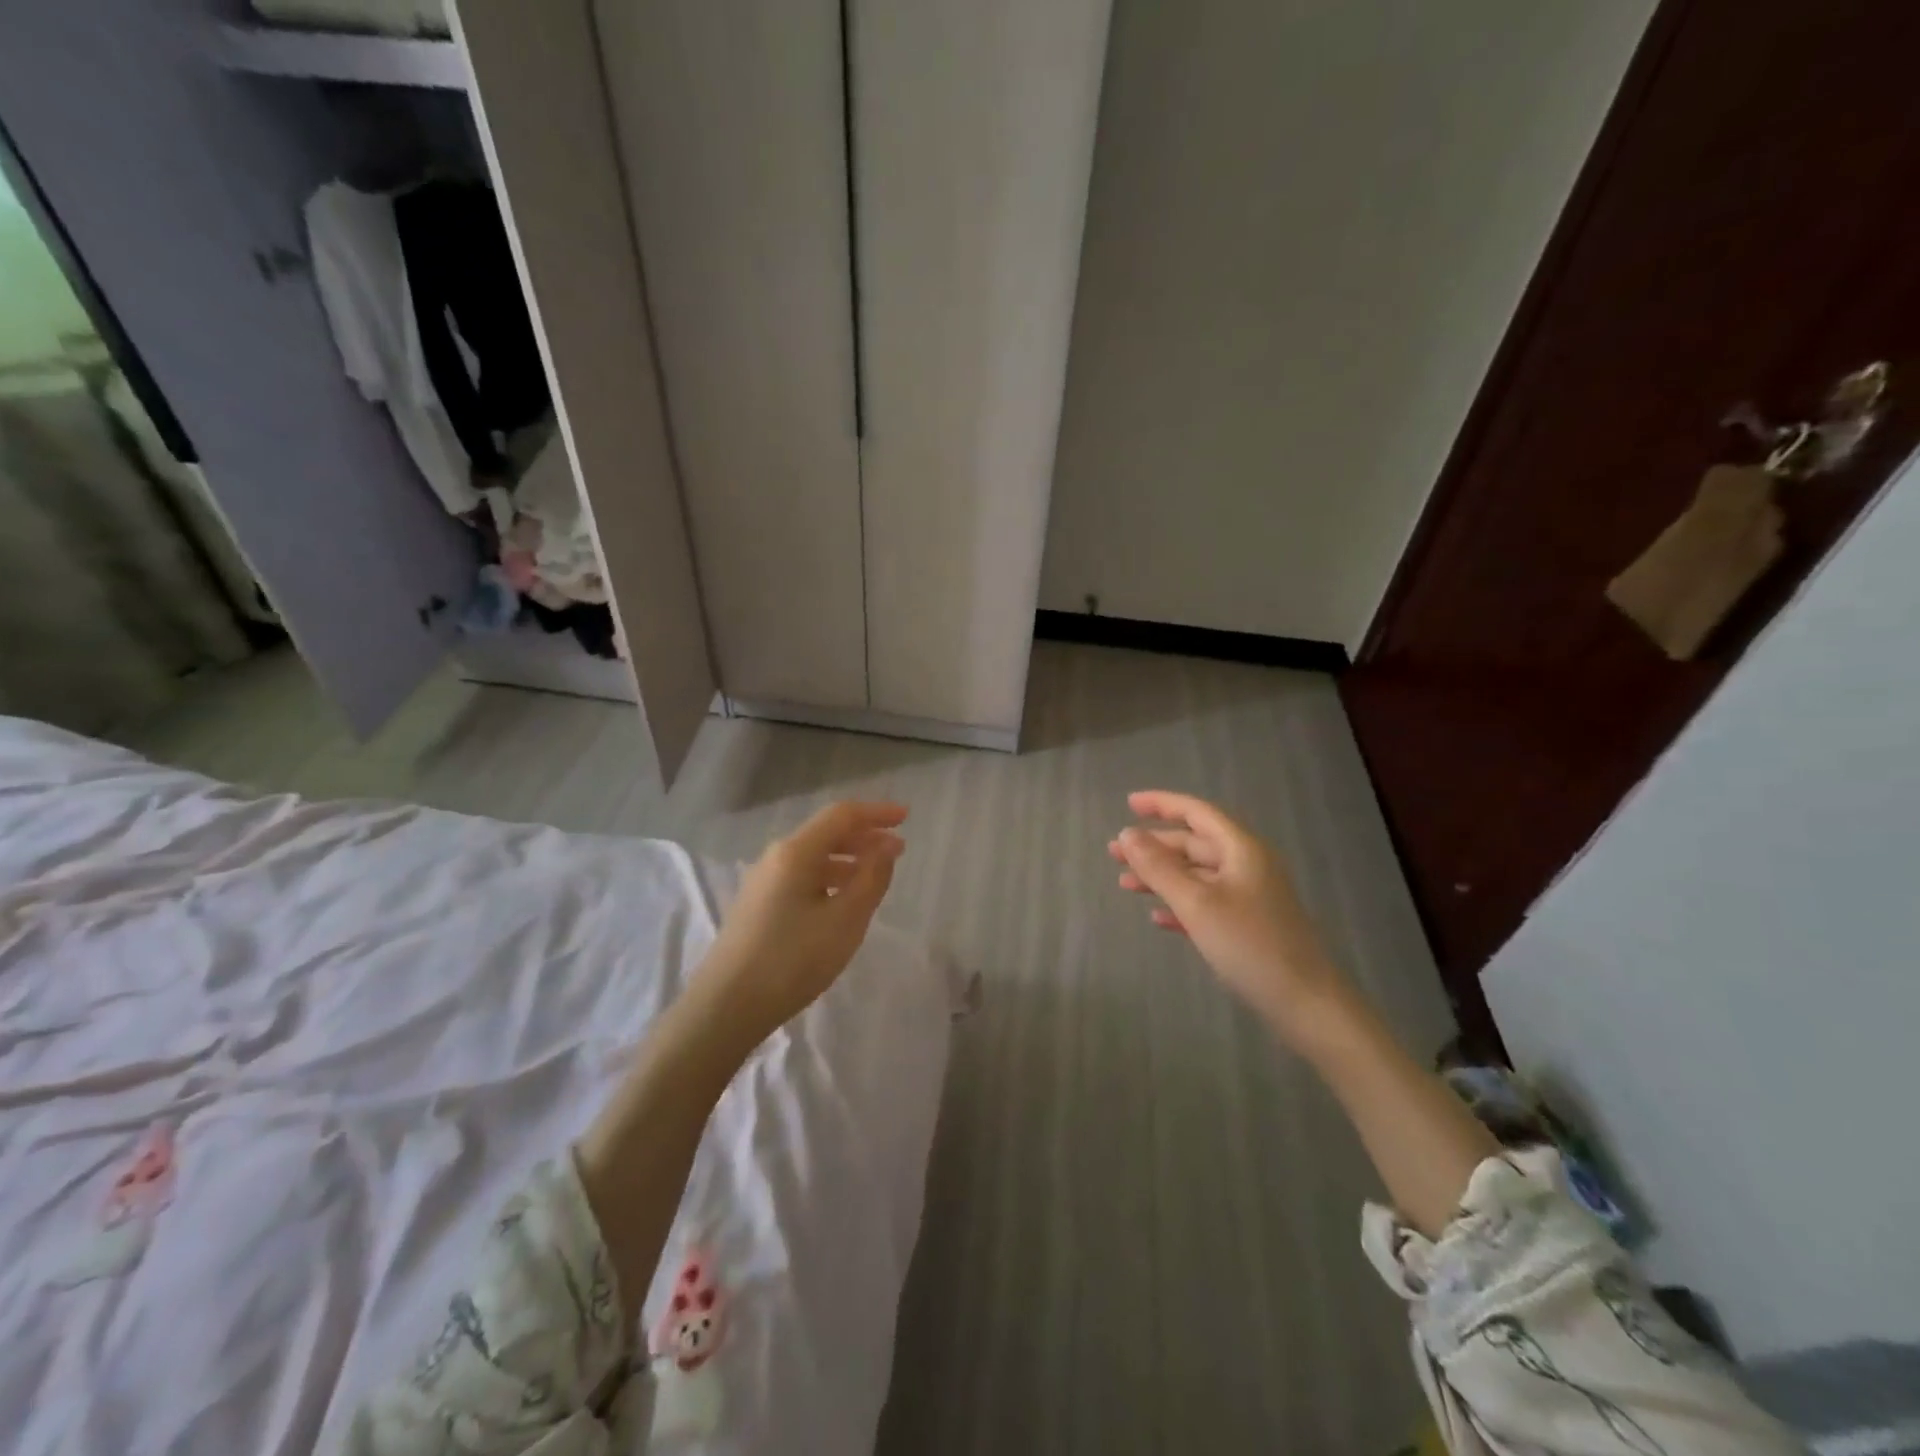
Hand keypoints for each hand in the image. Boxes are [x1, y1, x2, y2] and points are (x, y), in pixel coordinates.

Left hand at [691, 800, 907, 1048]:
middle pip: (826, 833)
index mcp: (796, 852)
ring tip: (876, 875)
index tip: (906, 817)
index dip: (876, 812)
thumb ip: (871, 878)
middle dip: (864, 836)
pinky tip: (842, 899)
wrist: (726, 1007)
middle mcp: (776, 857)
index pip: (842, 816)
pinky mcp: (758, 905)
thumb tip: (886, 846)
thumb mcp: (845, 920)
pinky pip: (802, 876)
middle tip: (897, 849)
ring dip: (848, 859)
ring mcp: (763, 881)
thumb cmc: (792, 960)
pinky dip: (830, 877)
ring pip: (814, 856)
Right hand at [1109, 790, 1344, 1035]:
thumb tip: (1127, 833)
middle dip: (1154, 846)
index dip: (1162, 804)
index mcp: (1241, 850)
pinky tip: (1157, 918)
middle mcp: (1247, 866)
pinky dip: (1180, 906)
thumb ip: (1159, 867)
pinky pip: (1206, 904)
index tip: (1128, 803)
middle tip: (1114, 853)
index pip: (1197, 812)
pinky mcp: (1248, 927)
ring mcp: (1249, 897)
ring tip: (1125, 884)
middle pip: (1194, 844)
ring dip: (1162, 877)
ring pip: (1197, 876)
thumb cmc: (1250, 945)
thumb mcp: (1197, 903)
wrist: (1306, 1004)